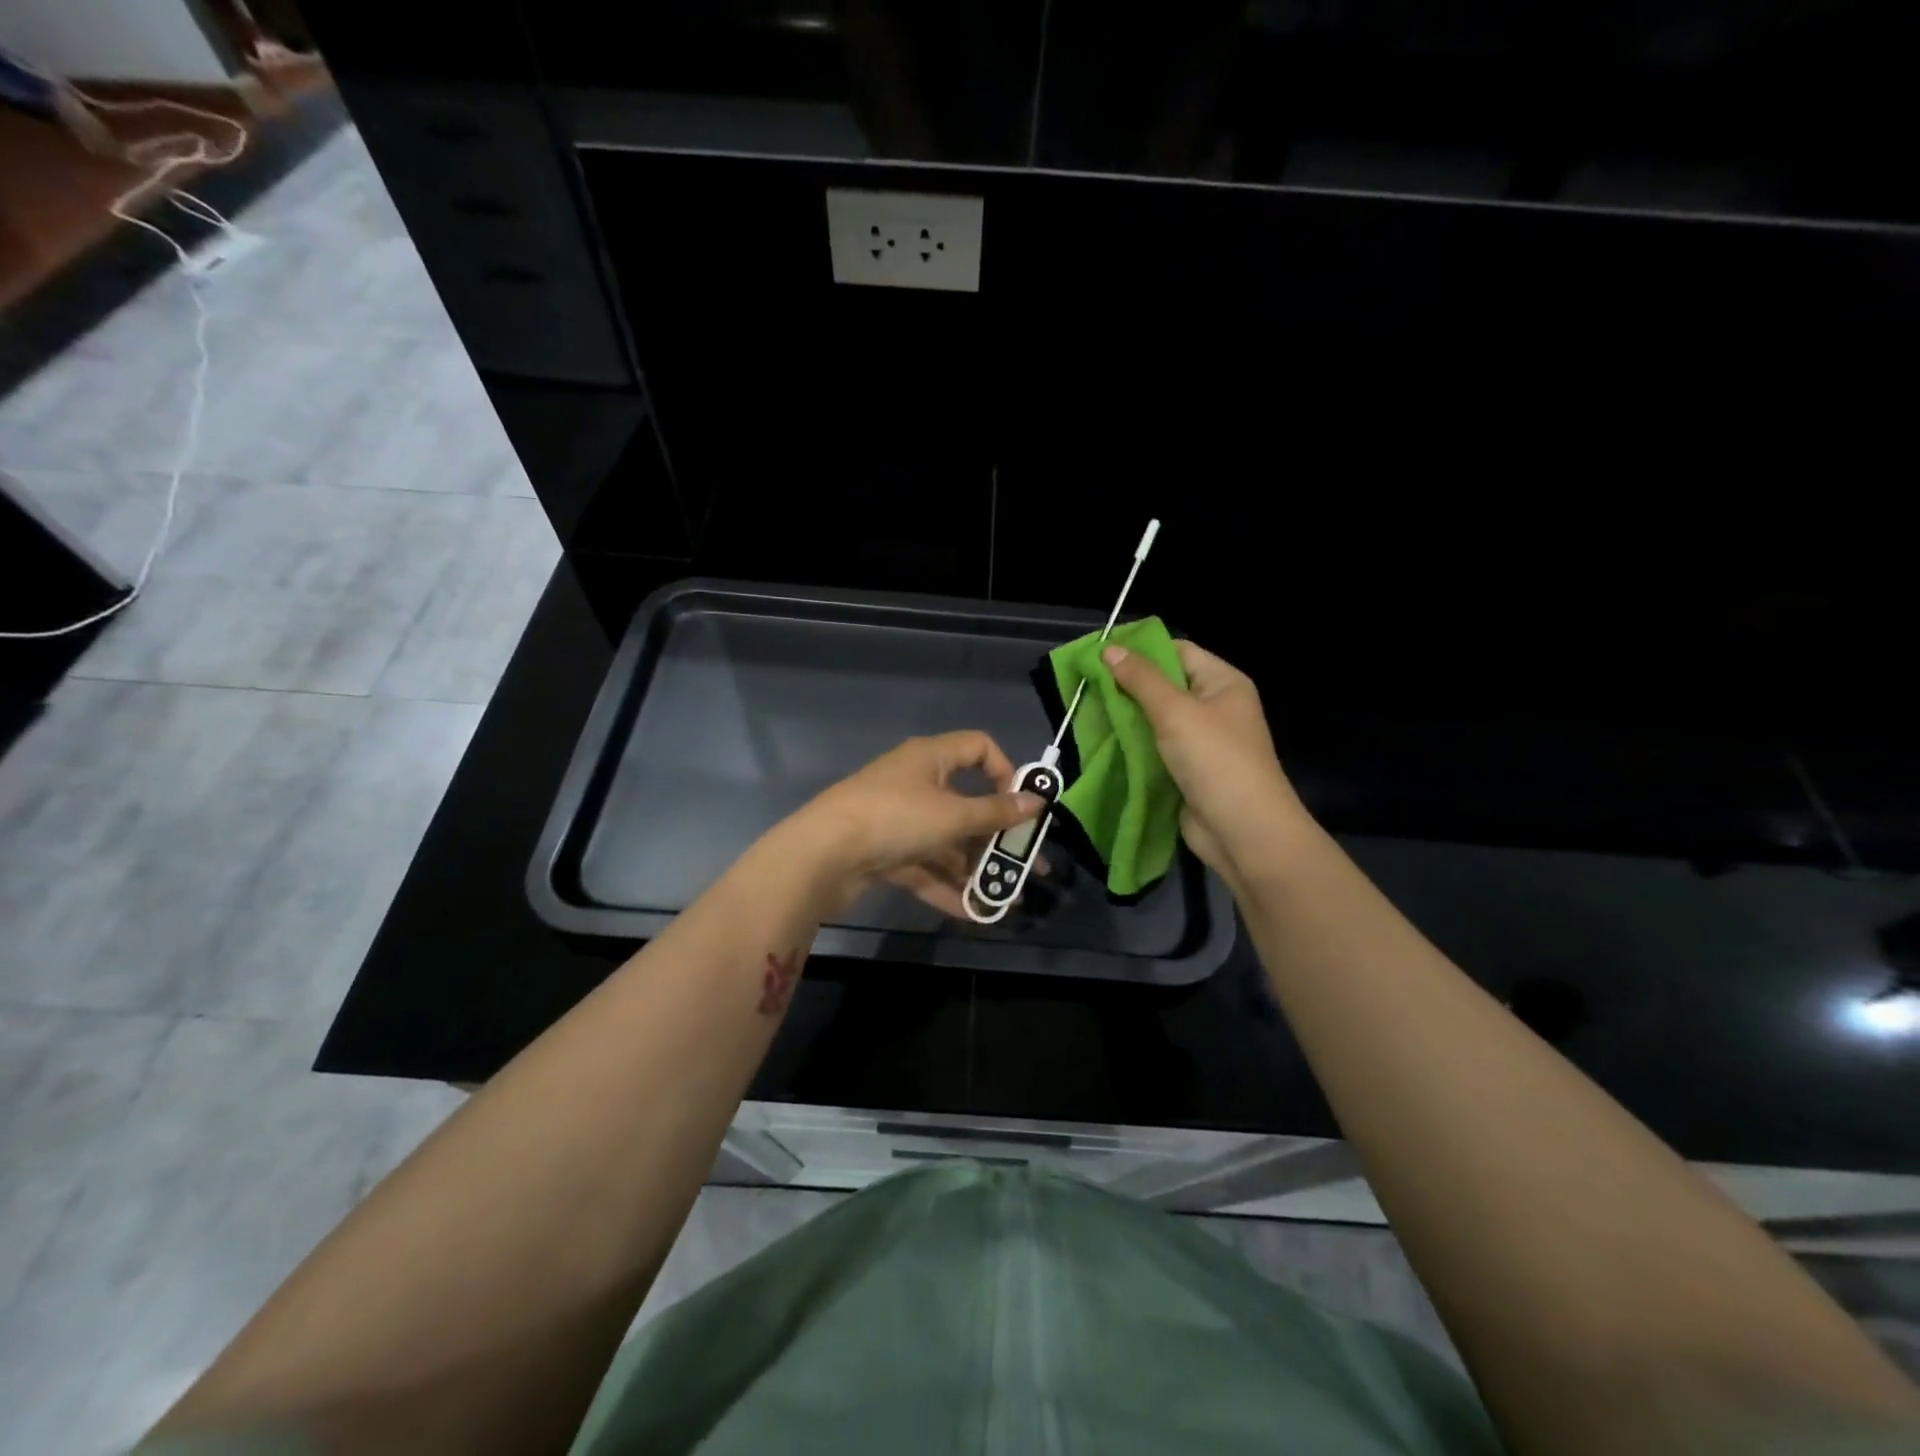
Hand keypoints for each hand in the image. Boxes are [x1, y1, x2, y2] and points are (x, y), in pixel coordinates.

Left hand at [784, 732, 1044, 917]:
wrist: (820, 856)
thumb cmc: (894, 819)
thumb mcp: (952, 815)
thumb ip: (996, 812)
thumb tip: (1037, 801)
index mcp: (930, 758)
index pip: (978, 747)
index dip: (1005, 771)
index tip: (1020, 804)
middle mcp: (915, 783)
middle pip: (966, 804)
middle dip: (997, 837)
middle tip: (1027, 864)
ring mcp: (898, 820)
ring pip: (946, 841)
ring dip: (974, 868)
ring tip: (1006, 897)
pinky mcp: (884, 852)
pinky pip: (924, 866)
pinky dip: (946, 886)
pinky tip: (973, 913)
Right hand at [1100, 640, 1309, 878]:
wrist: (1242, 831)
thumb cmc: (1215, 759)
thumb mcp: (1175, 711)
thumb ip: (1140, 679)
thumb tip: (1108, 649)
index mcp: (1223, 683)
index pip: (1178, 652)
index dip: (1141, 650)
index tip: (1099, 654)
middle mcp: (1214, 707)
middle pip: (1165, 686)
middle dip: (1127, 685)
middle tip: (1086, 684)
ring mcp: (1201, 742)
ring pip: (1156, 720)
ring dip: (1126, 718)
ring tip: (1086, 710)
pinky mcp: (1187, 771)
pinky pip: (1155, 749)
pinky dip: (1132, 745)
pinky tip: (1102, 741)